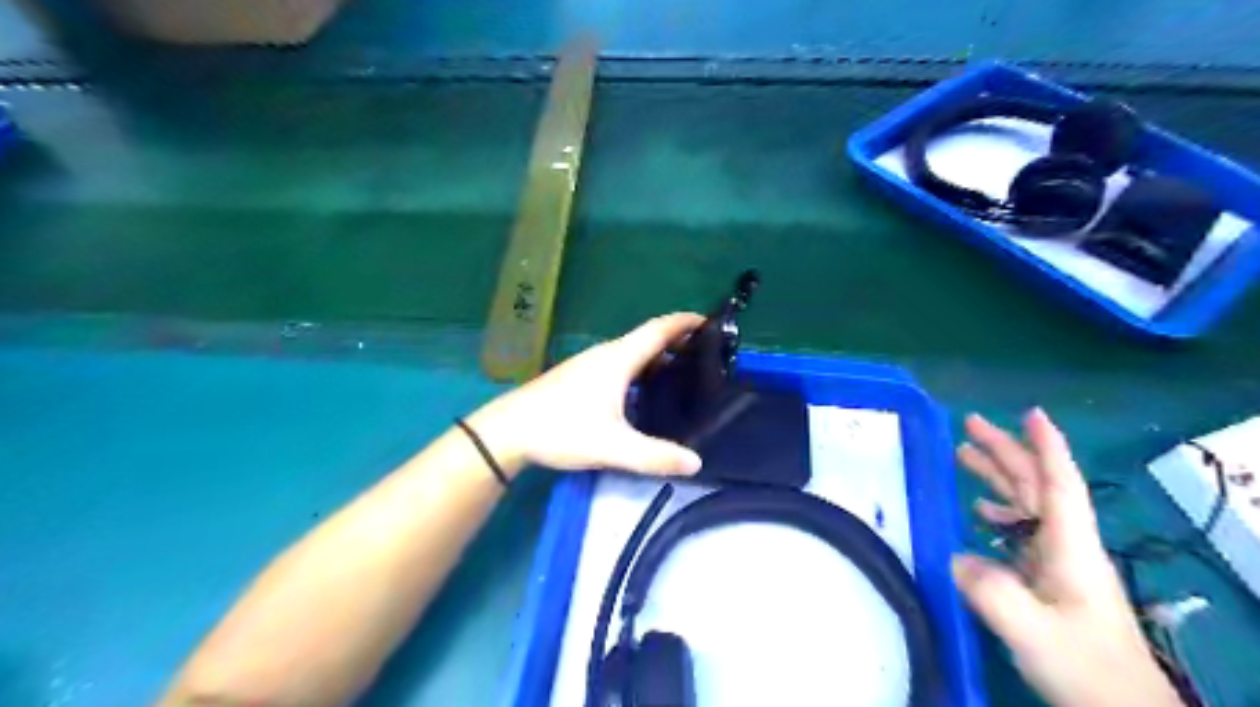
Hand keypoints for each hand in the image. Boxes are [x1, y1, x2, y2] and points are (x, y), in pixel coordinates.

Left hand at [464, 314, 704, 479]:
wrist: (508, 431)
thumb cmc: (561, 429)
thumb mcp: (611, 446)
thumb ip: (654, 456)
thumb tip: (696, 462)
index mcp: (618, 359)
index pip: (659, 329)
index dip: (685, 322)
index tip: (711, 321)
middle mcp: (606, 354)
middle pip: (648, 339)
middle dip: (678, 342)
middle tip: (707, 356)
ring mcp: (590, 364)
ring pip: (633, 353)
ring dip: (659, 356)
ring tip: (684, 373)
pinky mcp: (580, 377)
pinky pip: (620, 364)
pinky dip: (641, 369)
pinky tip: (645, 392)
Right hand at [956, 409, 1181, 706]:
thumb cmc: (1086, 668)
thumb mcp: (1033, 631)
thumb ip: (991, 590)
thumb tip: (953, 556)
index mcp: (1070, 548)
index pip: (1060, 485)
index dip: (1046, 447)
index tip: (1031, 413)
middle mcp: (1065, 547)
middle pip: (1037, 486)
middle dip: (1006, 451)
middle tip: (969, 423)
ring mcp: (1058, 564)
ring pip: (1027, 505)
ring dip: (998, 476)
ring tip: (963, 455)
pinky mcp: (1048, 582)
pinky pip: (1020, 532)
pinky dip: (999, 512)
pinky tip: (980, 511)